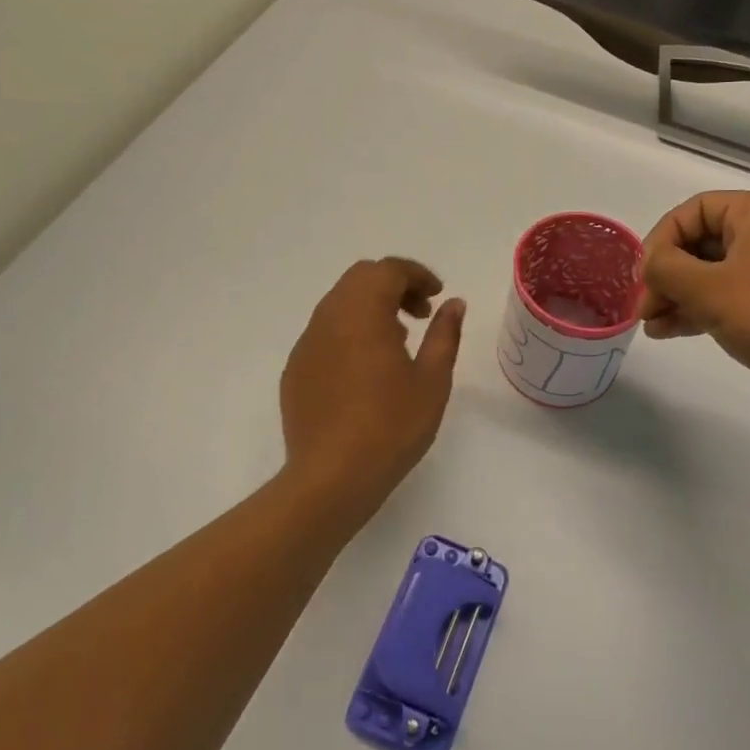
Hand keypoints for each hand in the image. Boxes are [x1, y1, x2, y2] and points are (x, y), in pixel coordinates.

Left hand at [279, 259, 465, 524]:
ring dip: (370, 308)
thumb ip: (444, 334)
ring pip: (339, 304)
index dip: (417, 275)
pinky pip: (324, 333)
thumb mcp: (432, 380)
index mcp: (362, 313)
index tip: (438, 295)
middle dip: (393, 286)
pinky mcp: (295, 370)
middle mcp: (328, 318)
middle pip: (360, 279)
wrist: (330, 479)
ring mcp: (306, 344)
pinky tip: (366, 370)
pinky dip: (349, 332)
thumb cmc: (391, 426)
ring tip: (397, 343)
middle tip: (420, 314)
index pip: (388, 270)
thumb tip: (453, 304)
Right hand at [639, 191, 749, 420]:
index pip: (693, 211)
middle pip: (699, 242)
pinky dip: (698, 309)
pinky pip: (727, 295)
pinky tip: (668, 331)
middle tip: (644, 307)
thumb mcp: (708, 289)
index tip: (644, 275)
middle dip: (666, 275)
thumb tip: (649, 265)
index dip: (661, 240)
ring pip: (710, 272)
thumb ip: (666, 268)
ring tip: (649, 324)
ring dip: (677, 296)